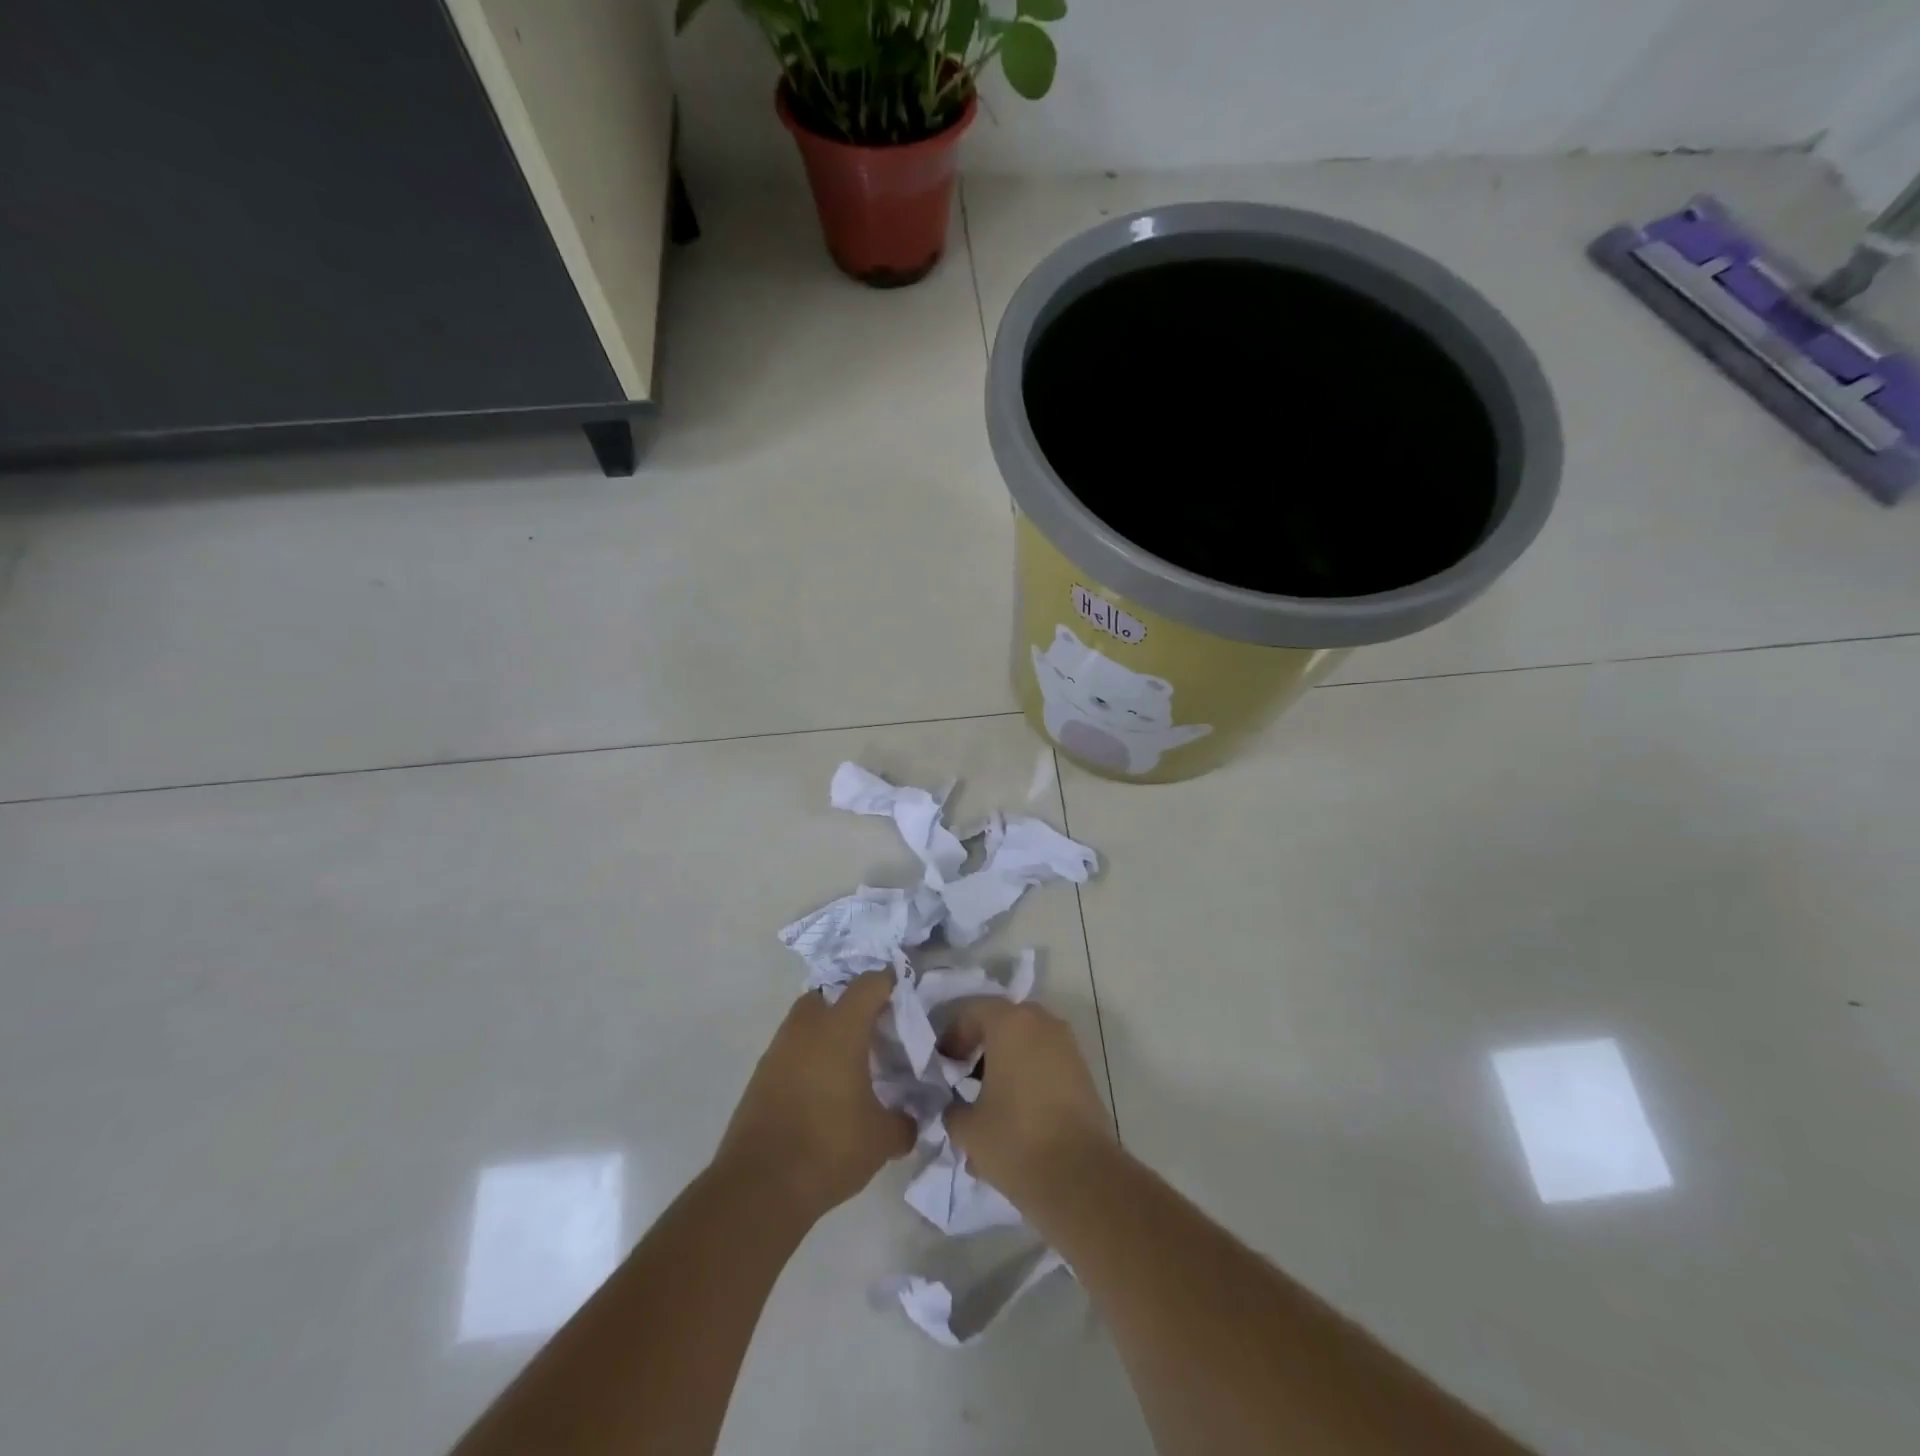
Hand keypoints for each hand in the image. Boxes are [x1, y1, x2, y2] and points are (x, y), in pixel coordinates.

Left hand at [716, 972, 915, 1222]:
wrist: (759, 1187)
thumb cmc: (829, 1147)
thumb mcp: (882, 1139)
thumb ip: (903, 1122)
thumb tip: (910, 1119)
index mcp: (840, 1028)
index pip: (869, 984)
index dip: (889, 983)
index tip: (905, 997)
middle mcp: (806, 1029)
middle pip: (828, 995)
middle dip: (850, 1005)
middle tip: (874, 1031)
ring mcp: (777, 1052)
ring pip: (805, 1024)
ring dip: (826, 1033)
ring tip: (851, 1064)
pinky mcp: (760, 1078)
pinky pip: (791, 1052)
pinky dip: (808, 1059)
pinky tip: (823, 1090)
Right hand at [941, 999, 1115, 1204]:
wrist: (1081, 1177)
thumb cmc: (1016, 1140)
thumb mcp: (967, 1128)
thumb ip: (952, 1107)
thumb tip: (954, 1105)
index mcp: (1010, 1023)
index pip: (972, 1010)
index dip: (952, 1035)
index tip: (942, 1064)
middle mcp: (1042, 1023)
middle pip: (1002, 1022)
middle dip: (980, 1045)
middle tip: (962, 1075)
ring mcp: (1067, 1046)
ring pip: (1026, 1042)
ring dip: (1004, 1062)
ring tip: (986, 1100)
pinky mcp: (1082, 1072)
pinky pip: (1045, 1061)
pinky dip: (1026, 1075)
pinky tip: (1013, 1113)